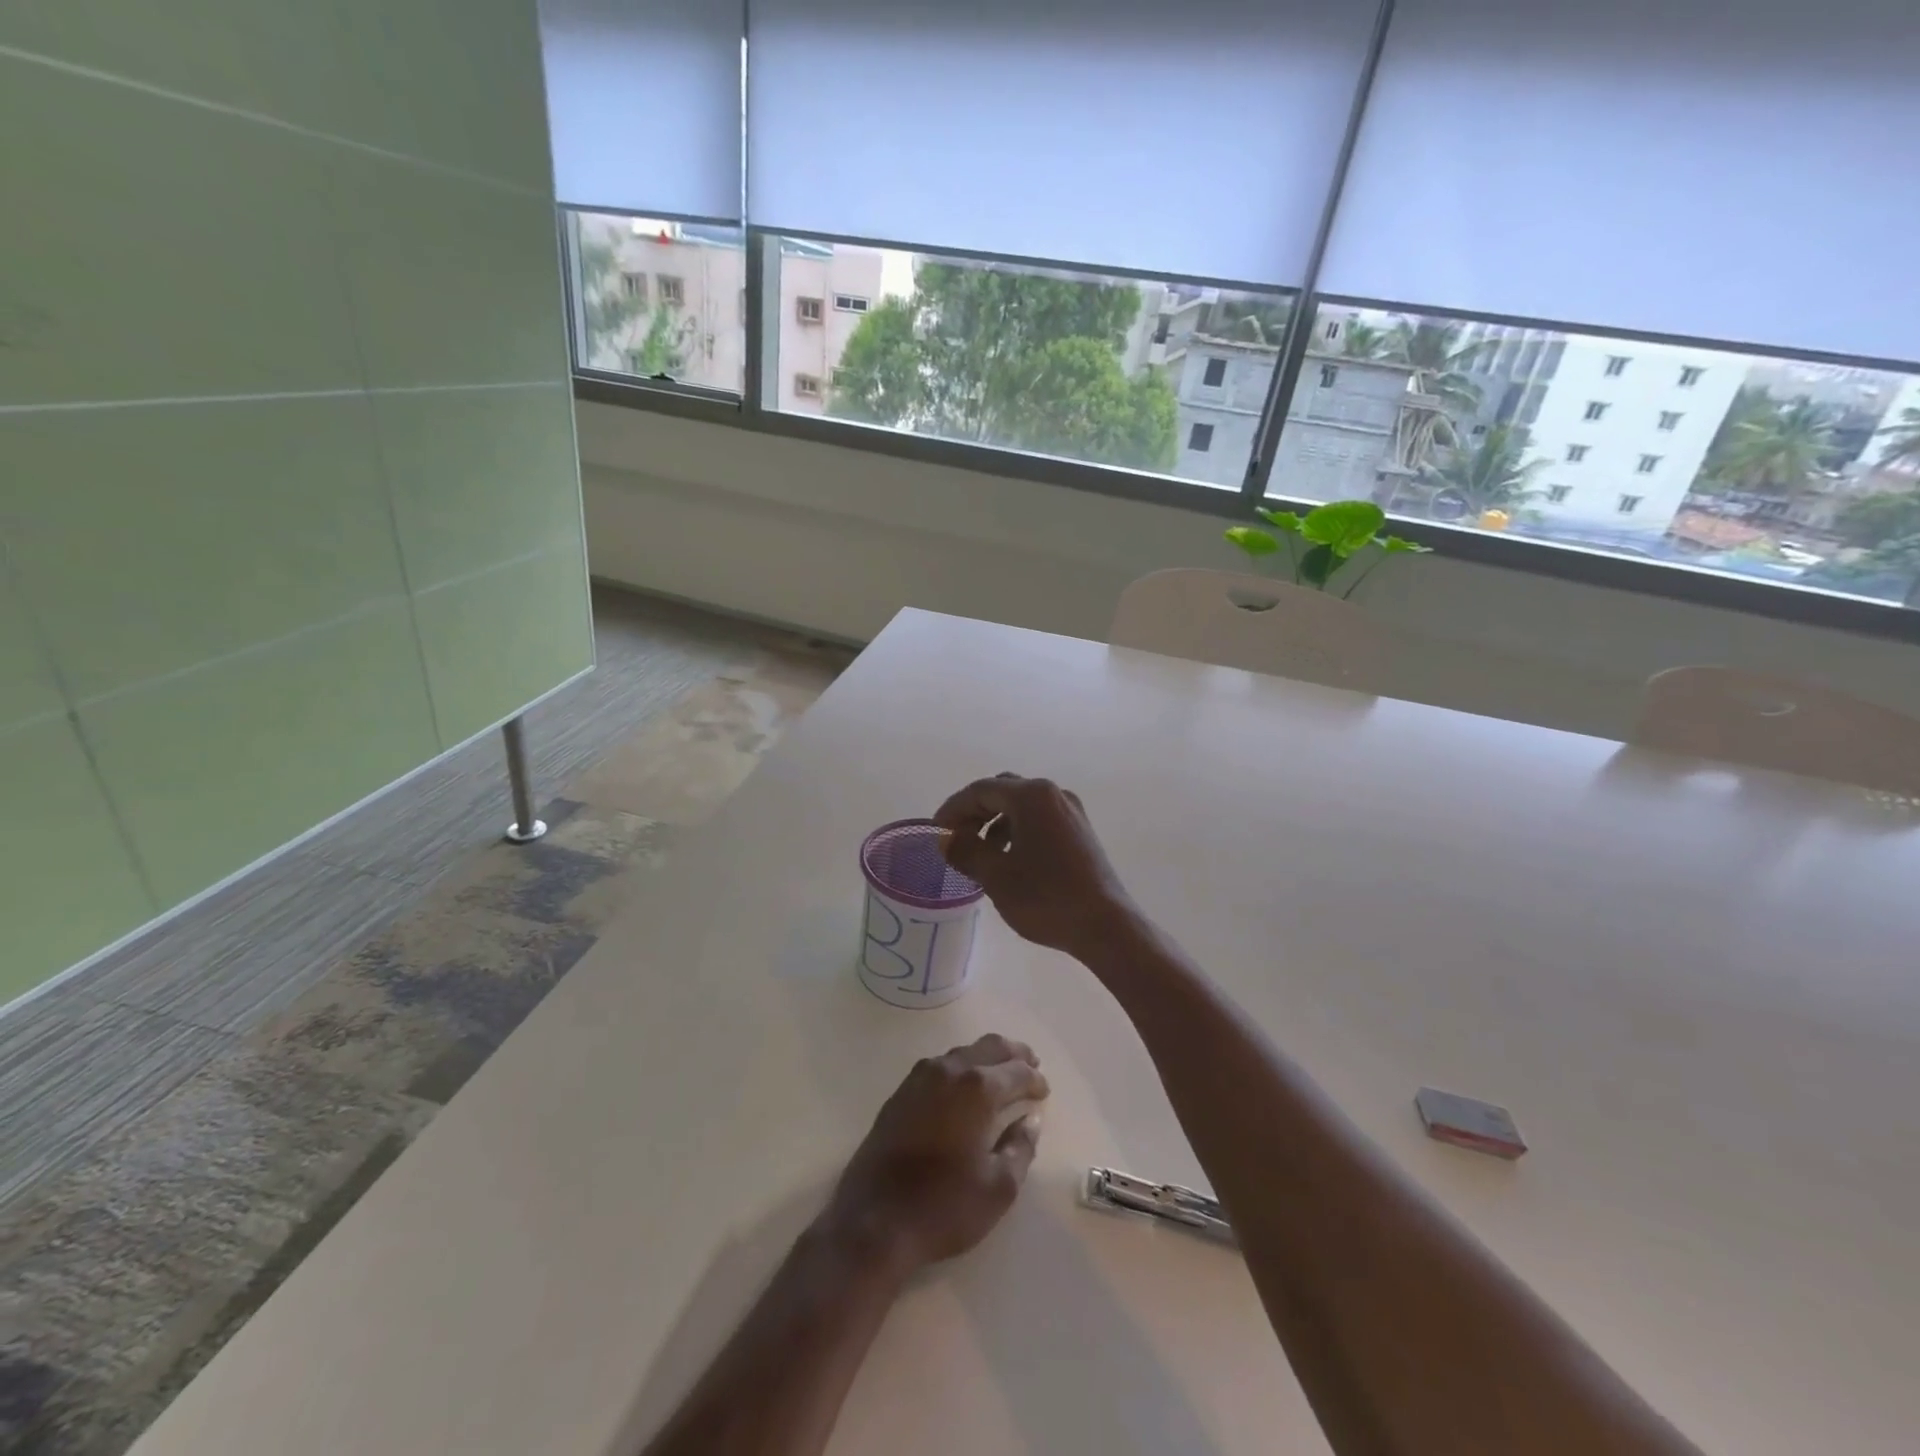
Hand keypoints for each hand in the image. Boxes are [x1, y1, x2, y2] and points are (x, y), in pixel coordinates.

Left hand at [824, 1035, 1048, 1274]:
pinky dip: (961, 1067)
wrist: (875, 1220)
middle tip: (1032, 1065)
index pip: (1016, 1071)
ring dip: (986, 1057)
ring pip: (963, 1052)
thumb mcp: (998, 1187)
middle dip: (1015, 1054)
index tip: (1044, 1092)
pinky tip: (965, 1086)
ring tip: (1002, 1074)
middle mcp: (949, 1070)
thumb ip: (1020, 1147)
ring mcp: (920, 1077)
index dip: (1034, 1079)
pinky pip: (940, 1065)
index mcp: (977, 1088)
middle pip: (989, 1047)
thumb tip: (1030, 1120)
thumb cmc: (944, 1206)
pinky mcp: (901, 1091)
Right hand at [934, 775, 1135, 959]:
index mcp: (1032, 796)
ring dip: (994, 823)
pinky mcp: (1080, 831)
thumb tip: (946, 839)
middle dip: (974, 813)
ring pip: (1021, 806)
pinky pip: (1039, 819)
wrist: (1105, 926)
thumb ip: (966, 851)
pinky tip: (1009, 860)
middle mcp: (1053, 794)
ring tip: (979, 854)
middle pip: (1001, 791)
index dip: (952, 809)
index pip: (980, 790)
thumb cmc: (1046, 898)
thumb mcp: (996, 876)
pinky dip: (1016, 831)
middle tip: (954, 839)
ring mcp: (1071, 811)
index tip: (935, 832)